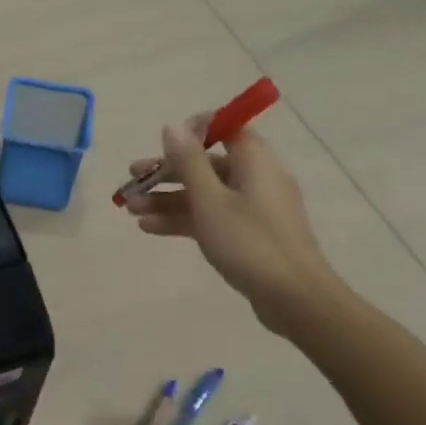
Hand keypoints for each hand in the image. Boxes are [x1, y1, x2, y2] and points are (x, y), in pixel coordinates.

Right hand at [124, 121, 344, 334]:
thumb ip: (188, 161)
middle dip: (166, 172)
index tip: (162, 144)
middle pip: (205, 163)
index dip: (193, 131)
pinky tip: (150, 228)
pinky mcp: (247, 234)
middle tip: (132, 179)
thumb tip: (173, 125)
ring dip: (167, 199)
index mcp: (254, 160)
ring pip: (203, 193)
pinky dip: (182, 219)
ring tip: (131, 209)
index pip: (225, 127)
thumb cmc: (250, 242)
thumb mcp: (210, 200)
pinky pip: (210, 216)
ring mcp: (251, 207)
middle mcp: (254, 177)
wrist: (294, 299)